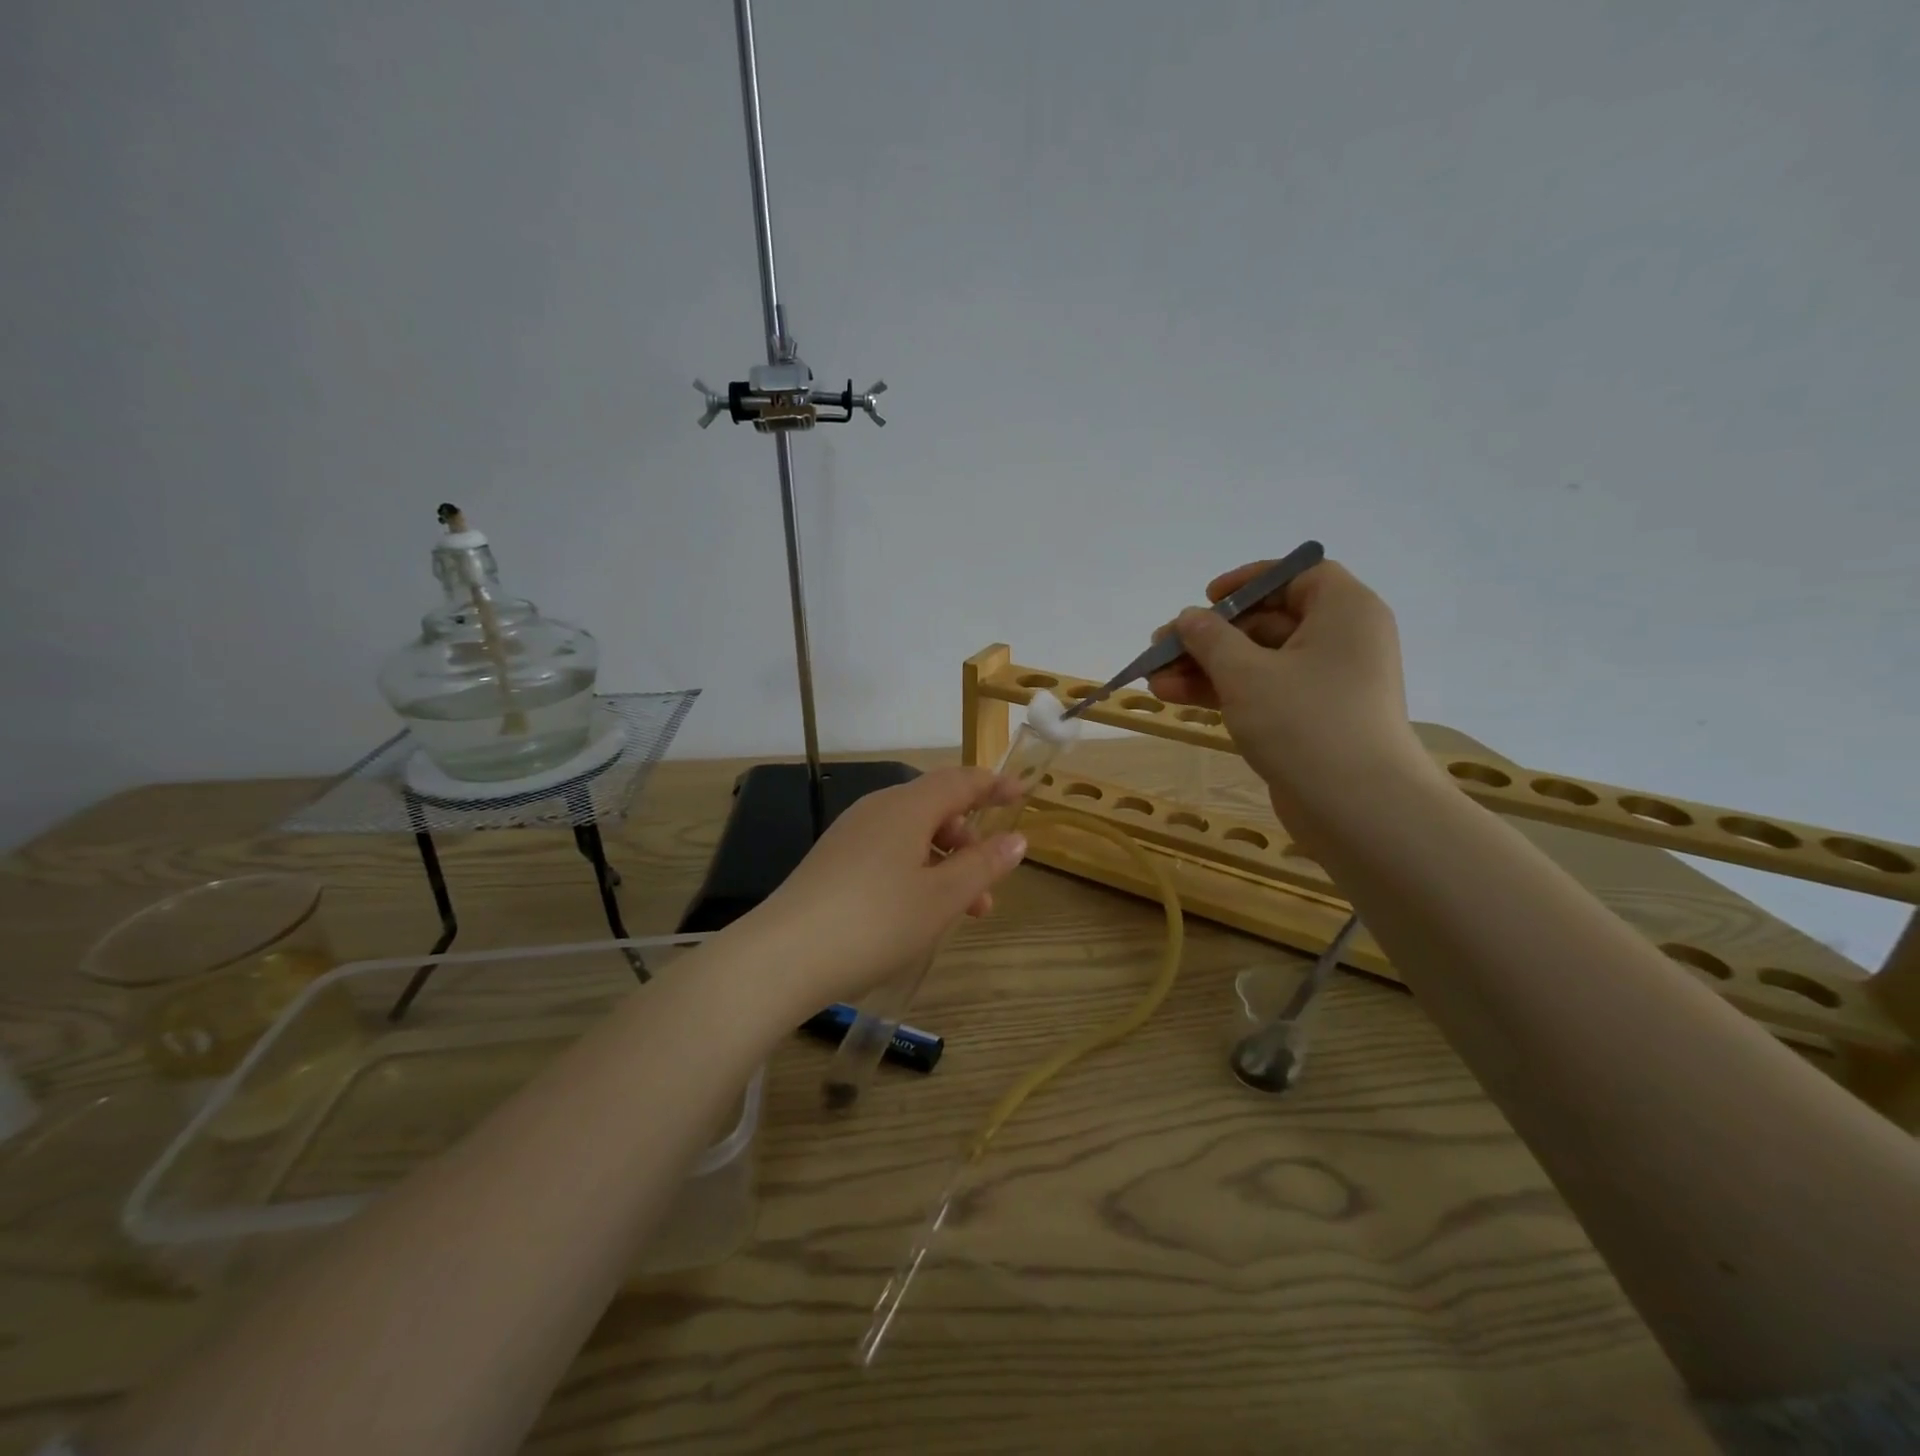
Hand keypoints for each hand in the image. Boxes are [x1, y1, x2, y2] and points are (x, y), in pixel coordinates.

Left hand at [743, 767, 1028, 1012]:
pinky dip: (915, 873)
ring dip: (944, 865)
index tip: (1022, 794)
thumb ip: (983, 865)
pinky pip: (887, 852)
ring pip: (912, 836)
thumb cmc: (876, 922)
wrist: (784, 956)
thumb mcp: (942, 898)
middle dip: (969, 843)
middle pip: (936, 809)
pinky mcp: (833, 861)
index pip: (960, 781)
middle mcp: (877, 809)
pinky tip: (916, 912)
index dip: (994, 785)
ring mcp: (850, 835)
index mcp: (907, 807)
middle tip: (988, 889)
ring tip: (960, 914)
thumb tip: (1016, 839)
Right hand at [1145, 559, 1431, 827]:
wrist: (1357, 808)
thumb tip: (1188, 618)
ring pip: (1258, 663)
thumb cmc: (1305, 721)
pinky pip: (1264, 693)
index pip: (1298, 575)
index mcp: (1344, 612)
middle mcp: (1342, 642)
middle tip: (1161, 648)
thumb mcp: (1245, 673)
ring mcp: (1328, 685)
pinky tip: (1175, 698)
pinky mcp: (1313, 721)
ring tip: (1154, 680)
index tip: (1207, 598)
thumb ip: (1210, 639)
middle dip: (1209, 637)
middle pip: (1267, 623)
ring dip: (1206, 669)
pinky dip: (1224, 693)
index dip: (1249, 581)